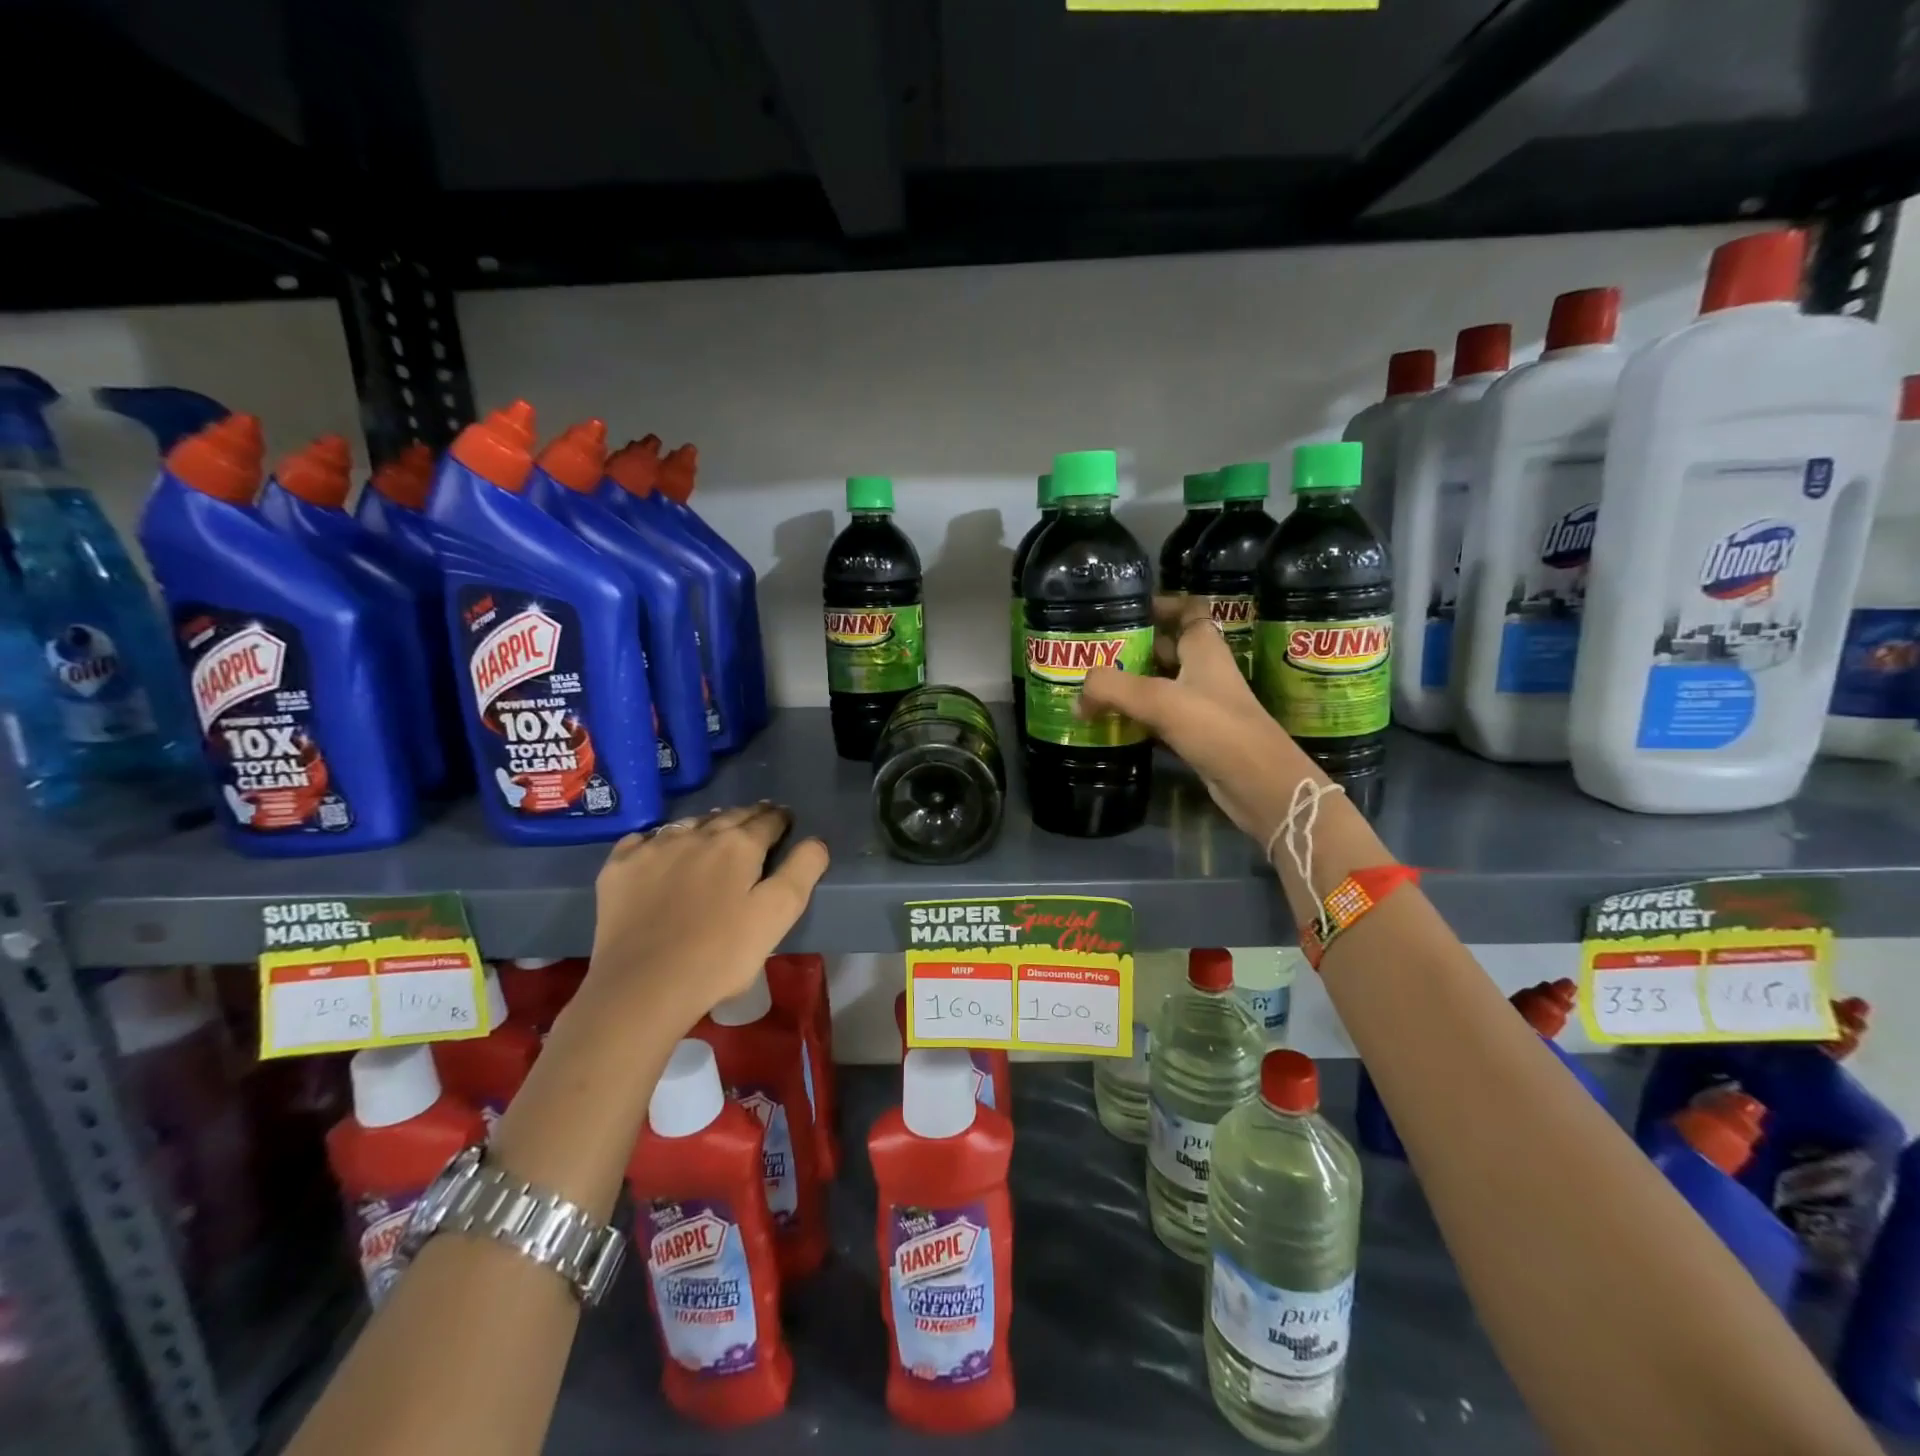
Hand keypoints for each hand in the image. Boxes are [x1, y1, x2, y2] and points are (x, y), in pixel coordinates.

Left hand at [580, 803, 829, 1029]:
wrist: (642, 987)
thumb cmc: (720, 954)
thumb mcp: (778, 915)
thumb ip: (802, 871)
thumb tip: (815, 841)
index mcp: (740, 845)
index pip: (768, 820)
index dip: (780, 819)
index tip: (785, 820)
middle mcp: (697, 835)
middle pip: (730, 815)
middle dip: (748, 816)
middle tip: (757, 819)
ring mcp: (653, 848)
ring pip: (689, 823)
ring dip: (707, 824)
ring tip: (714, 832)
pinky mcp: (620, 868)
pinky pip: (643, 840)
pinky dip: (659, 840)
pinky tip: (660, 850)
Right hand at [1078, 596, 1321, 842]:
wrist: (1259, 785)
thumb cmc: (1217, 728)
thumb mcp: (1159, 699)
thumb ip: (1112, 689)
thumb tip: (1077, 698)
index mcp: (1204, 648)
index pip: (1187, 609)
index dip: (1160, 604)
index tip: (1123, 611)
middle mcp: (1203, 671)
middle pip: (1165, 647)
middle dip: (1131, 648)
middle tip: (1091, 654)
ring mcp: (1200, 705)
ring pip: (1158, 685)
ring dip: (1128, 686)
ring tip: (1089, 689)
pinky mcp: (1195, 736)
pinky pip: (1158, 718)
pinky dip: (1135, 719)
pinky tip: (1108, 724)